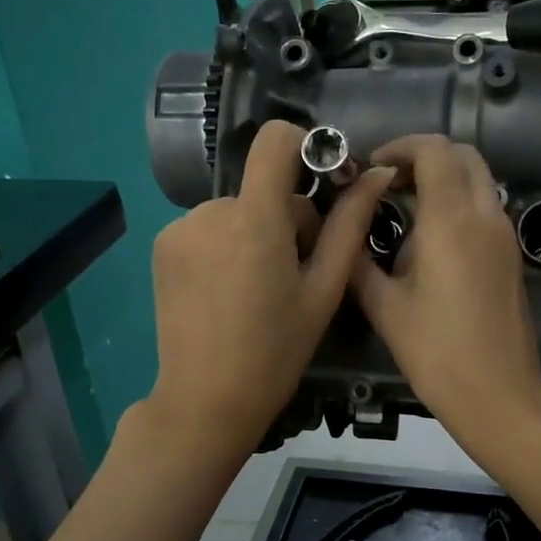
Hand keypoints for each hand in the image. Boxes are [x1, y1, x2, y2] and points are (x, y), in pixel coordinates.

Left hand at [145, 120, 392, 457]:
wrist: (206, 400)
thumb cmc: (276, 352)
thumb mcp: (324, 291)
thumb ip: (349, 226)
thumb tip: (377, 174)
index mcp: (255, 220)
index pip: (275, 139)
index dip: (305, 147)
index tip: (322, 184)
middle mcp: (210, 211)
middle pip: (263, 188)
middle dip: (288, 218)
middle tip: (296, 273)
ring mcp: (179, 228)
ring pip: (236, 211)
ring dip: (255, 234)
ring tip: (259, 288)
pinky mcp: (163, 247)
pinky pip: (207, 228)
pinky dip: (225, 247)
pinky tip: (228, 291)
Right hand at [350, 135, 540, 457]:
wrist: (500, 394)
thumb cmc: (437, 352)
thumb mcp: (385, 307)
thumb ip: (360, 262)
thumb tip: (344, 235)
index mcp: (452, 219)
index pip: (433, 150)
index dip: (400, 148)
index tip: (372, 169)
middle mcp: (486, 215)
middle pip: (463, 155)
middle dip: (424, 157)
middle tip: (387, 183)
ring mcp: (505, 235)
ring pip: (479, 180)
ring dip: (443, 179)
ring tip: (404, 208)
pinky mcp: (512, 256)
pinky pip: (486, 207)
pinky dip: (459, 202)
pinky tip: (429, 239)